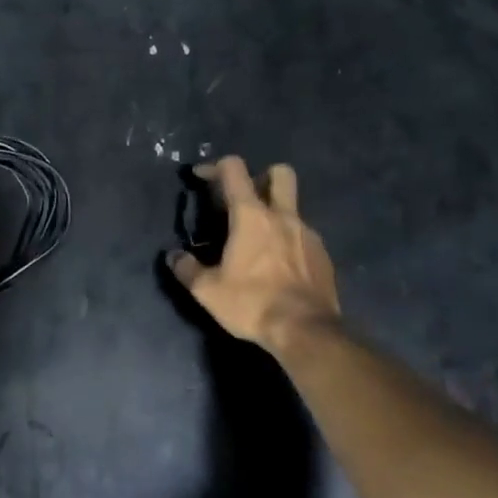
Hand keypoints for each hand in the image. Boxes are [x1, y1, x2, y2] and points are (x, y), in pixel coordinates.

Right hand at [166, 157, 340, 355]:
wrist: (306, 331)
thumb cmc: (252, 304)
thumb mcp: (208, 291)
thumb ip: (187, 269)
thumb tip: (173, 256)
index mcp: (252, 216)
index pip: (235, 170)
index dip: (215, 166)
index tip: (202, 177)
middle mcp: (283, 216)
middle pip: (280, 173)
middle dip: (261, 176)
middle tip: (245, 199)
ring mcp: (308, 234)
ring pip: (293, 207)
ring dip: (275, 214)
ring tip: (259, 243)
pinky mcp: (323, 256)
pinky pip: (304, 236)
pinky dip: (290, 241)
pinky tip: (280, 266)